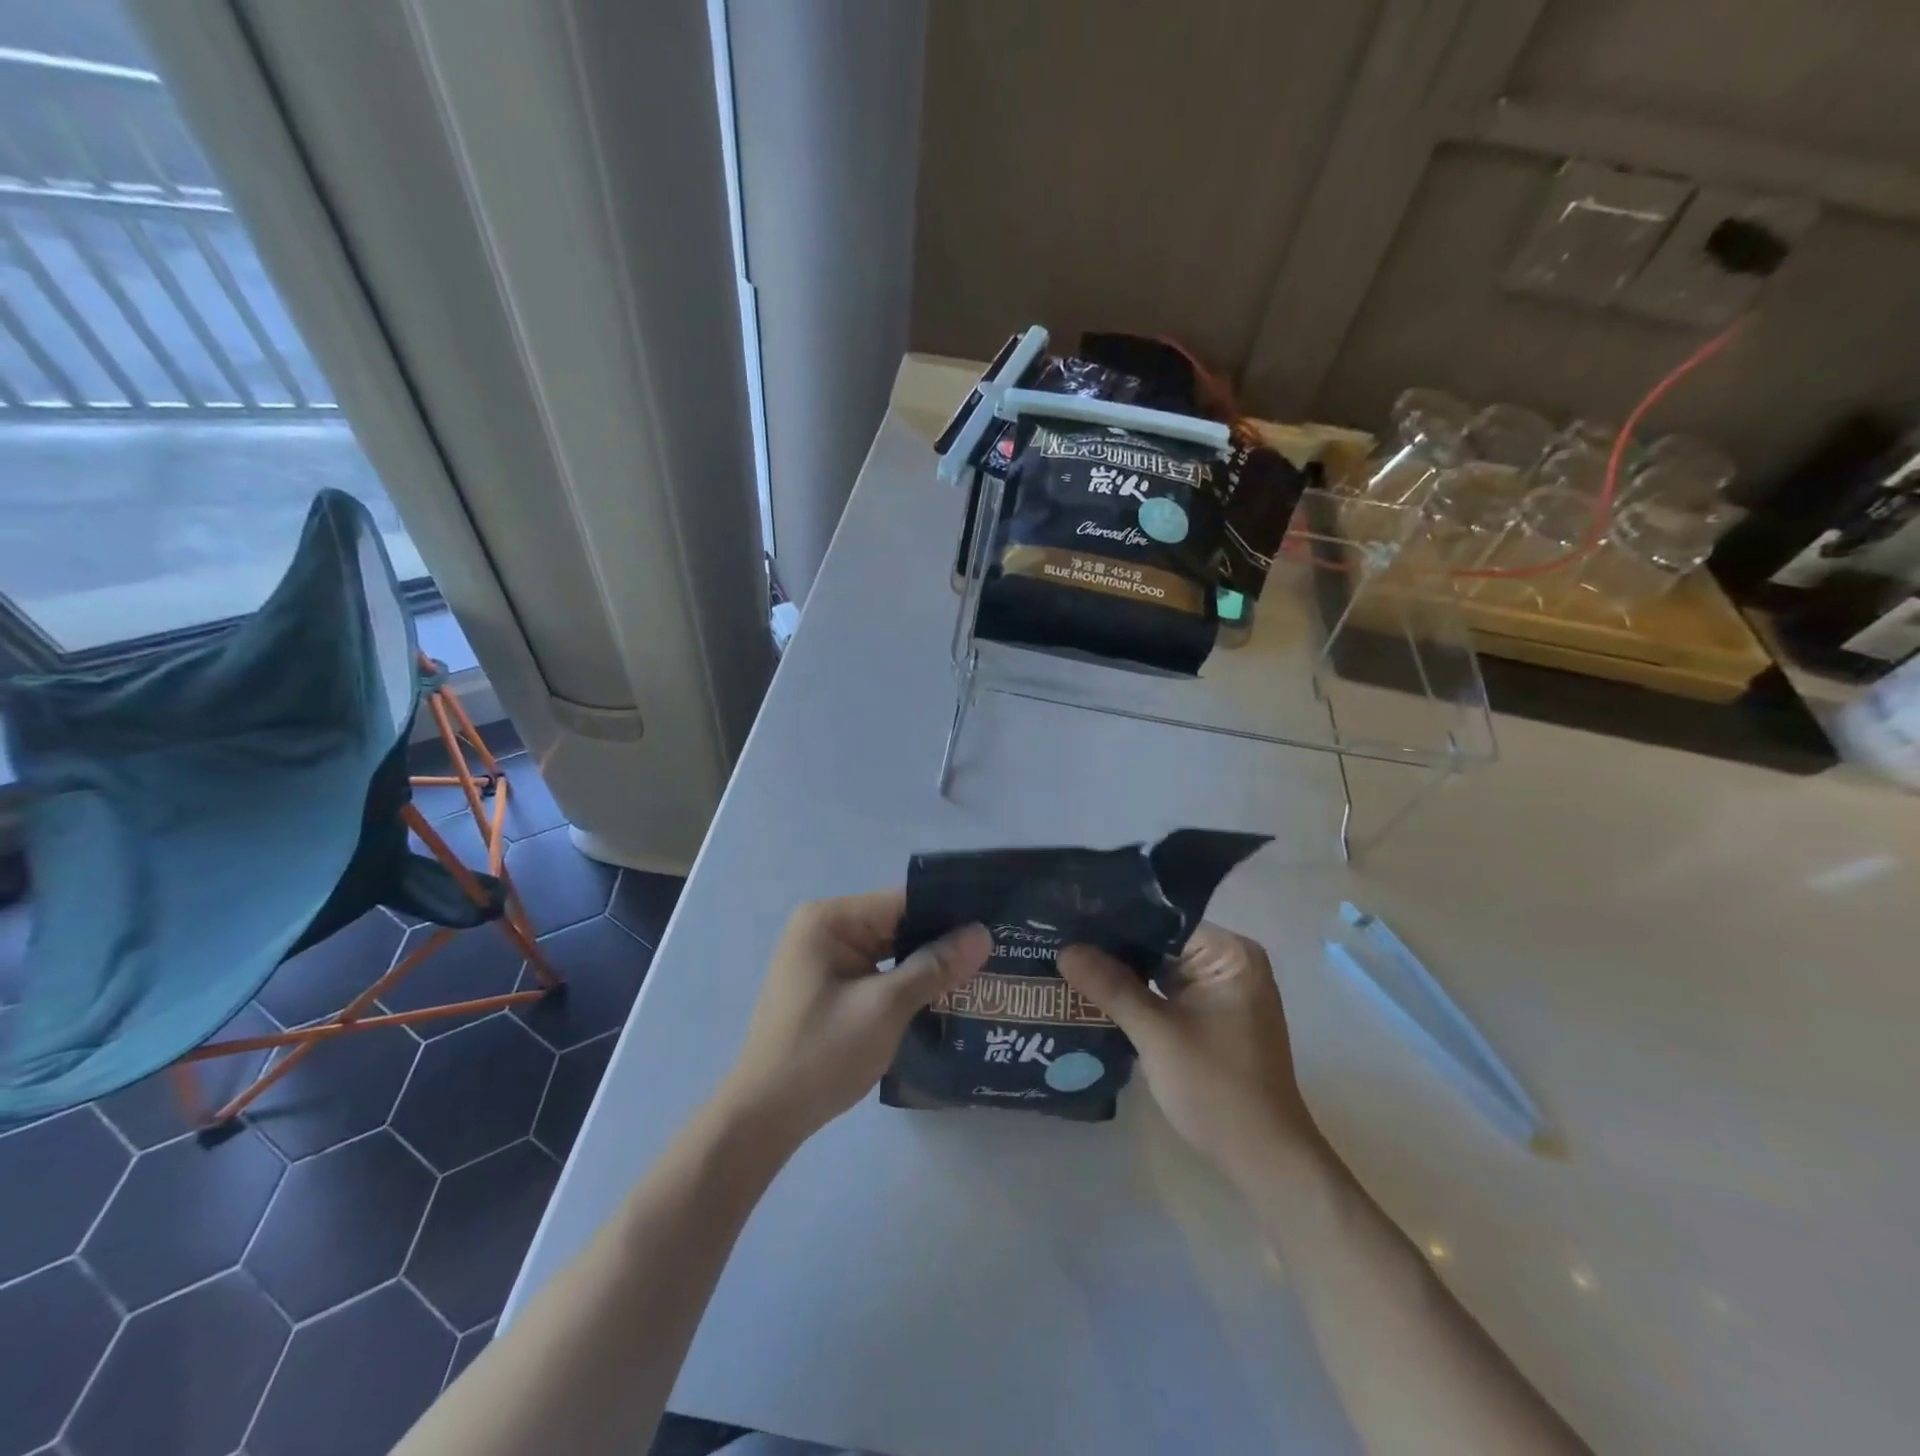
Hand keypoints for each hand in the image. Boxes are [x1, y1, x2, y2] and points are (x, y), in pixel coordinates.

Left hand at [718, 891, 990, 1146]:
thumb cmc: (820, 1054)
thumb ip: (934, 966)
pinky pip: (878, 972)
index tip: (996, 922)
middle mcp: (825, 929)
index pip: (902, 901)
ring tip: (984, 971)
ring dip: (928, 964)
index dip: (949, 911)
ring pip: (891, 950)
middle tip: (999, 950)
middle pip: (897, 924)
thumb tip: (983, 933)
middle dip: (942, 940)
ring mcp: (825, 958)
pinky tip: (946, 995)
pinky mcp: (830, 986)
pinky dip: (907, 982)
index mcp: (829, 919)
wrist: (763, 1119)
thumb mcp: (884, 1008)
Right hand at [1058, 924, 1319, 1189]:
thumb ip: (1111, 986)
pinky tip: (1095, 993)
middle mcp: (1231, 962)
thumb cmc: (1216, 1088)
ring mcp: (1222, 991)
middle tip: (1059, 939)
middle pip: (1160, 943)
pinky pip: (1167, 992)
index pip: (1162, 920)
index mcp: (1230, 953)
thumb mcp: (1156, 1033)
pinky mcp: (1213, 1017)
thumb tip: (1064, 948)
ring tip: (1067, 960)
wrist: (1264, 1161)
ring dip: (1122, 972)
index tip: (1068, 918)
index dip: (1114, 920)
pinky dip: (1137, 995)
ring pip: (1160, 968)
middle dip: (1113, 947)